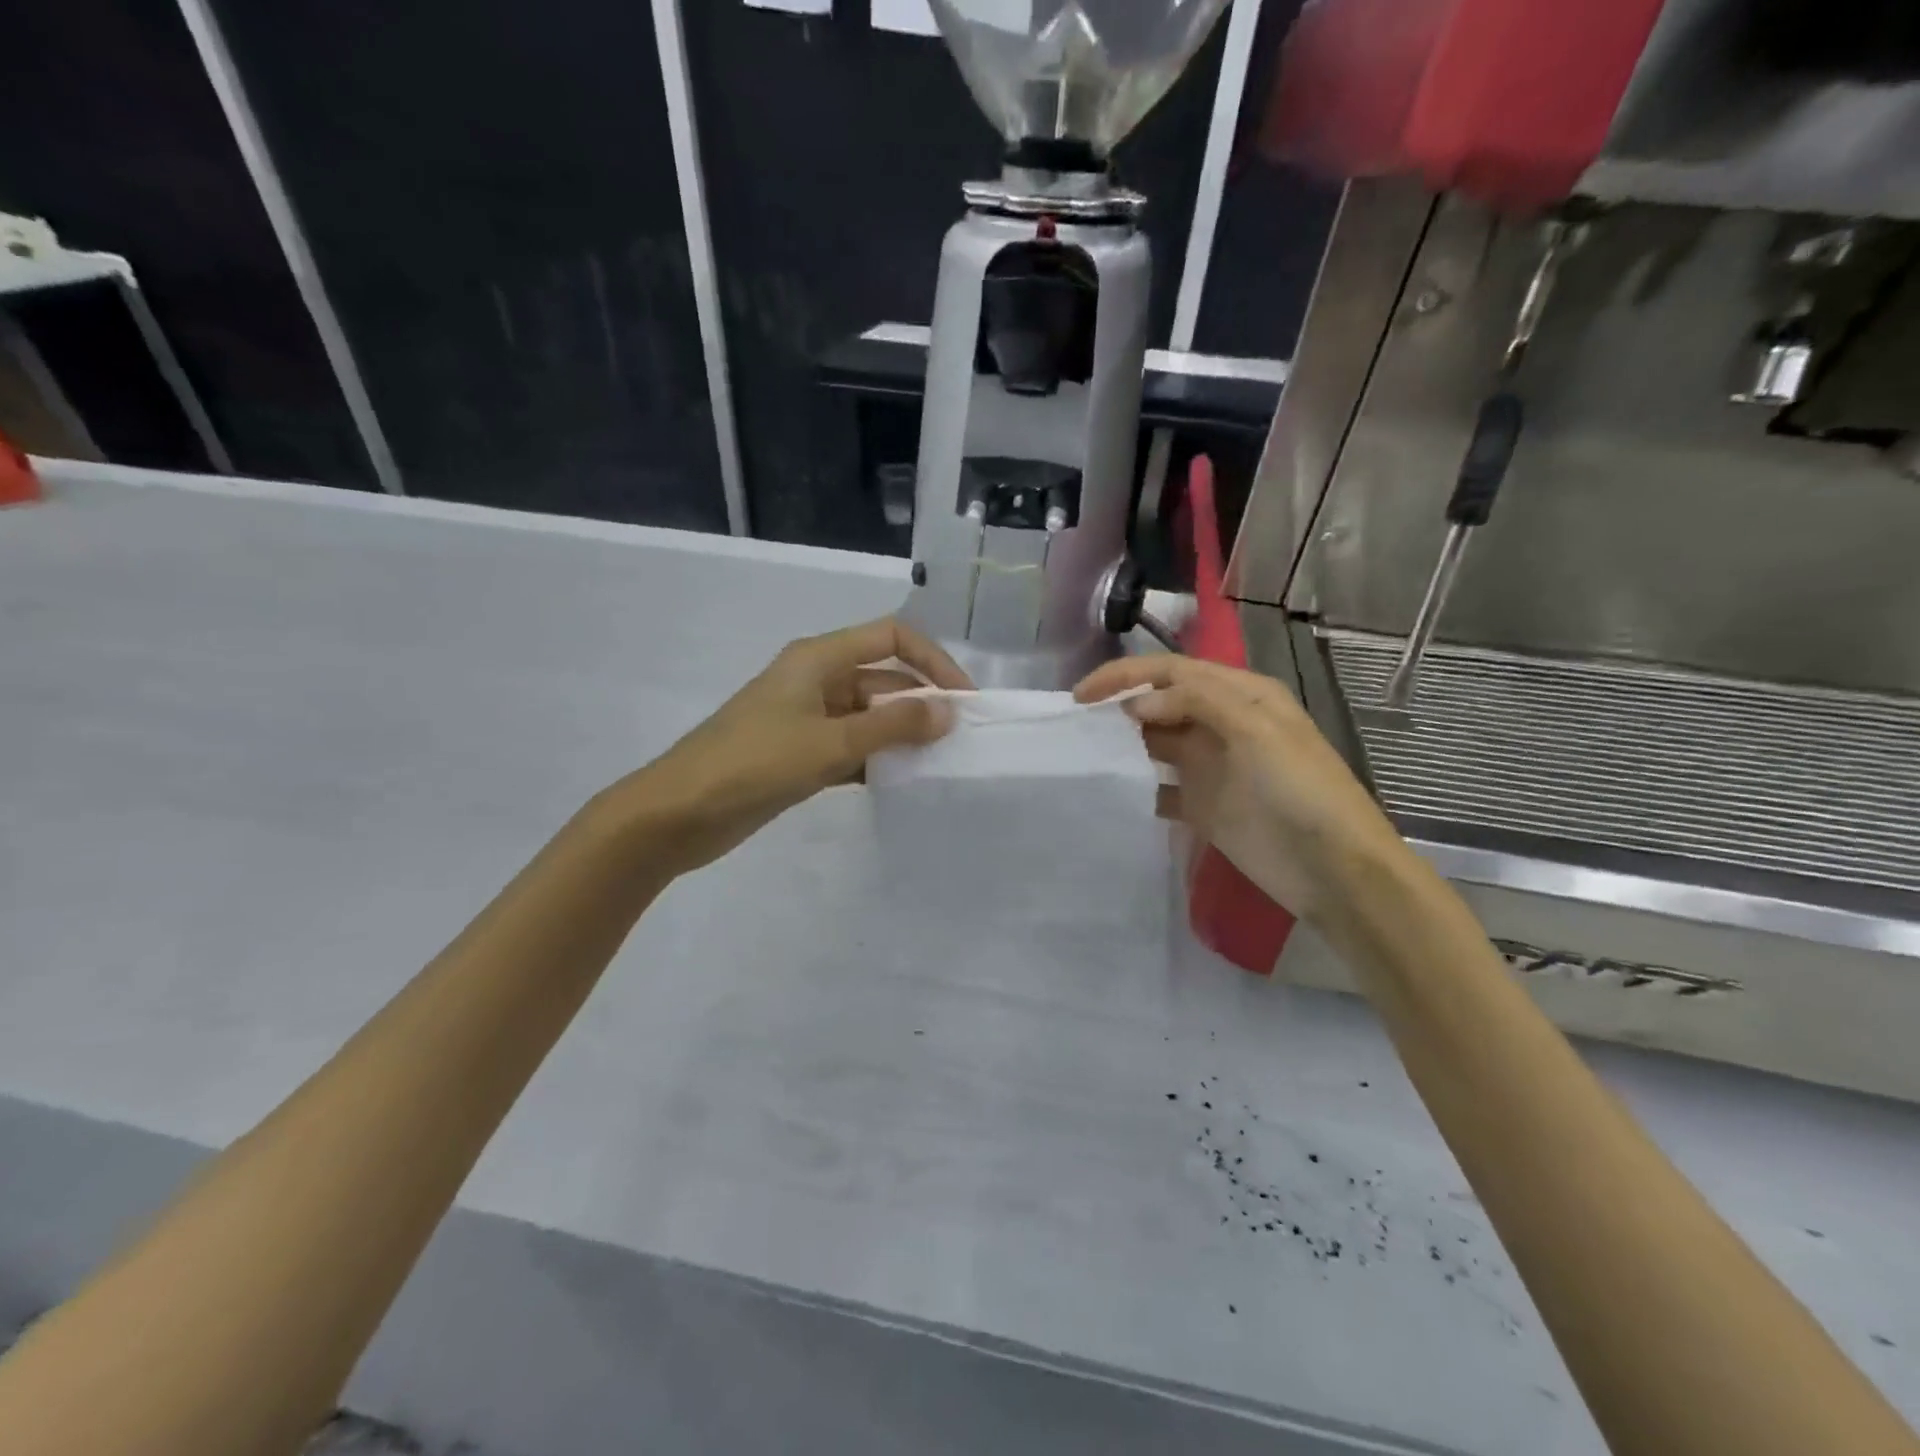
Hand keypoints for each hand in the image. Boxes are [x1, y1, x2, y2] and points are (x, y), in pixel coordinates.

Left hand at [614, 617, 970, 877]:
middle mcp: (816, 680)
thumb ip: (892, 726)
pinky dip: (876, 760)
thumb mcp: (829, 743)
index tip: (963, 699)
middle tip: (959, 741)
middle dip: (922, 704)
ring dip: (901, 735)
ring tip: (939, 764)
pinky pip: (851, 747)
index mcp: (818, 658)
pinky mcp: (800, 754)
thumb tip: (949, 711)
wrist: (678, 814)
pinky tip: (901, 783)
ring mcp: (807, 719)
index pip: (891, 638)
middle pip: (884, 679)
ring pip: (869, 717)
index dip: (933, 660)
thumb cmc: (753, 764)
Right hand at [1074, 655, 1403, 923]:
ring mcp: (1212, 767)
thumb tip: (1136, 703)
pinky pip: (1161, 788)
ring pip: (1157, 743)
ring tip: (1085, 753)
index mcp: (1241, 695)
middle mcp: (1223, 724)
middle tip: (1077, 725)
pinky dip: (1138, 787)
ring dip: (1125, 744)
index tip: (1081, 696)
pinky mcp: (1203, 806)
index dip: (1125, 676)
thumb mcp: (1257, 731)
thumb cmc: (1300, 790)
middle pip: (1162, 703)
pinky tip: (1115, 793)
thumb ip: (1197, 703)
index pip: (1172, 672)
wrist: (1334, 869)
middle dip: (1120, 707)